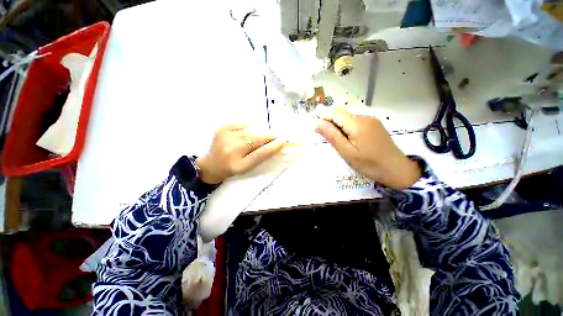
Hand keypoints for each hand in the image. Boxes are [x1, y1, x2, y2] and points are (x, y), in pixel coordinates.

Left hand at [196, 124, 285, 183]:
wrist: (209, 166)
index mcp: (239, 165)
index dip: (272, 147)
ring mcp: (225, 139)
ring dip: (254, 134)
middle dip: (267, 137)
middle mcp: (231, 152)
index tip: (284, 140)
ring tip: (250, 141)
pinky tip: (239, 135)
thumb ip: (259, 157)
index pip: (259, 155)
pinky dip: (244, 128)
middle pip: (255, 140)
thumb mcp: (245, 168)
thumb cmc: (231, 169)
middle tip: (274, 137)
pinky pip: (240, 124)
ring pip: (249, 132)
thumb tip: (274, 143)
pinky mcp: (221, 130)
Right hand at [316, 107, 420, 189]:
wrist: (396, 168)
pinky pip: (360, 123)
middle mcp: (364, 117)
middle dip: (335, 126)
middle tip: (336, 144)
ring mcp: (372, 120)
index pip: (335, 113)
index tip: (321, 132)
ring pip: (351, 120)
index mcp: (356, 123)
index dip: (325, 120)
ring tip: (348, 147)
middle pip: (343, 115)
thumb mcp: (349, 154)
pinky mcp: (377, 125)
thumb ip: (333, 137)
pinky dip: (354, 130)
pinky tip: (359, 144)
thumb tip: (318, 122)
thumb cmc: (371, 164)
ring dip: (345, 129)